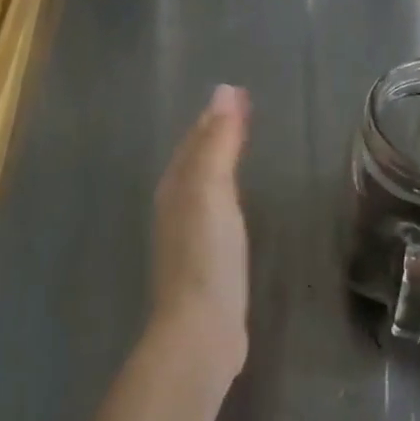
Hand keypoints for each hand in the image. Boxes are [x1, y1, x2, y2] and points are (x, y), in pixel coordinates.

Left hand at [151, 84, 250, 371]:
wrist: (201, 329)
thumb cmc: (207, 254)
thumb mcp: (212, 189)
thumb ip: (218, 142)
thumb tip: (224, 90)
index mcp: (175, 185)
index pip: (195, 138)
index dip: (216, 114)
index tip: (240, 92)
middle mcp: (175, 205)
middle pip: (195, 158)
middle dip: (215, 132)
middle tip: (244, 110)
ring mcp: (187, 234)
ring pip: (204, 183)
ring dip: (220, 160)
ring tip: (242, 145)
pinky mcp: (204, 259)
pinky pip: (215, 208)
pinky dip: (227, 190)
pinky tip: (238, 201)